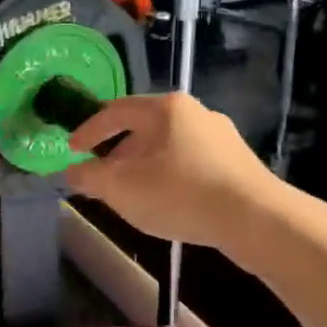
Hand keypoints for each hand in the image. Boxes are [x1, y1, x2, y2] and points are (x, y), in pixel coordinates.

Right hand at [65, 93, 278, 248]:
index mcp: (166, 108)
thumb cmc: (181, 193)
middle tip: (101, 176)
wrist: (255, 218)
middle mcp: (195, 112)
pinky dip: (169, 176)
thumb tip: (70, 172)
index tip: (72, 149)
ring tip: (131, 193)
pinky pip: (190, 163)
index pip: (116, 111)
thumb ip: (90, 177)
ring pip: (168, 147)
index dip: (89, 130)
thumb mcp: (123, 188)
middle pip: (144, 127)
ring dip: (143, 166)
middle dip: (117, 152)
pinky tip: (167, 201)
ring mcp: (220, 136)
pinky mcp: (237, 163)